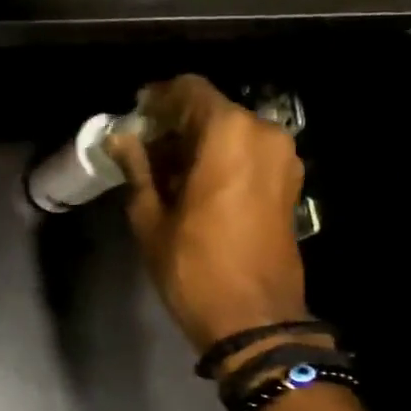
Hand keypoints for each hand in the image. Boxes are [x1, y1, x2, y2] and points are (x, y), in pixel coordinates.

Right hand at [106, 75, 311, 352]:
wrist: (254, 320)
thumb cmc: (195, 269)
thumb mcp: (152, 219)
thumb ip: (138, 170)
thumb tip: (121, 140)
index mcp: (228, 134)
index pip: (188, 90)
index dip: (157, 99)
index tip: (134, 117)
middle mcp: (263, 134)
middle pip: (212, 110)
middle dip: (176, 125)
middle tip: (144, 152)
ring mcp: (282, 159)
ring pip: (232, 133)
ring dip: (198, 145)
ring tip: (166, 175)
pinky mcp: (289, 184)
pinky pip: (249, 155)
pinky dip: (221, 160)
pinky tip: (195, 187)